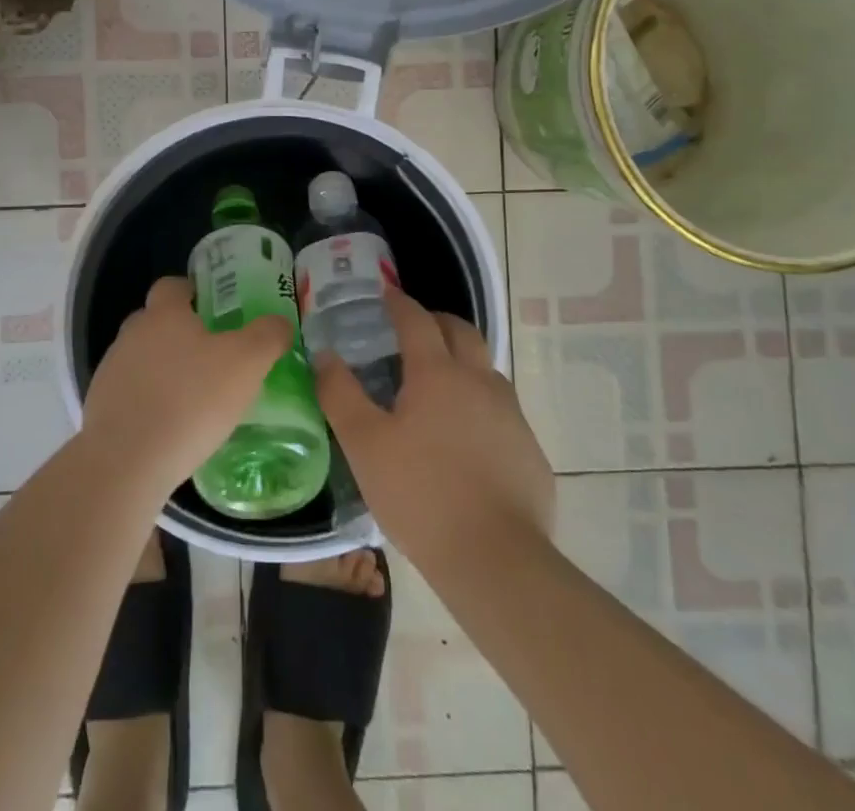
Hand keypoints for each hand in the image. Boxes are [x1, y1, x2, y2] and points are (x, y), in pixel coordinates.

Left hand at [80, 276, 292, 498]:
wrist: (126, 462)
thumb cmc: (190, 401)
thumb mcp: (246, 363)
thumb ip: (267, 336)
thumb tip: (278, 322)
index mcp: (164, 313)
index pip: (173, 285)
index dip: (194, 292)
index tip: (215, 310)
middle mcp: (132, 333)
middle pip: (157, 321)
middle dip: (181, 333)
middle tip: (213, 356)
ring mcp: (111, 370)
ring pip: (143, 358)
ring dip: (164, 370)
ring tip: (194, 397)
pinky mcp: (101, 407)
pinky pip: (131, 393)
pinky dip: (149, 402)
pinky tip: (171, 427)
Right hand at [315, 290, 553, 564]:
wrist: (496, 560)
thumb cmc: (420, 494)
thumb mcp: (364, 444)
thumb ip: (339, 394)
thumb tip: (324, 355)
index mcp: (437, 373)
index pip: (417, 320)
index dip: (399, 303)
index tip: (386, 294)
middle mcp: (479, 381)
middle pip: (461, 331)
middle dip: (436, 321)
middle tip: (414, 330)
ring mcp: (511, 415)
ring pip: (486, 369)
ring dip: (462, 362)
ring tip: (438, 385)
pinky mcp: (529, 449)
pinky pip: (502, 411)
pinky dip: (480, 406)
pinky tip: (466, 440)